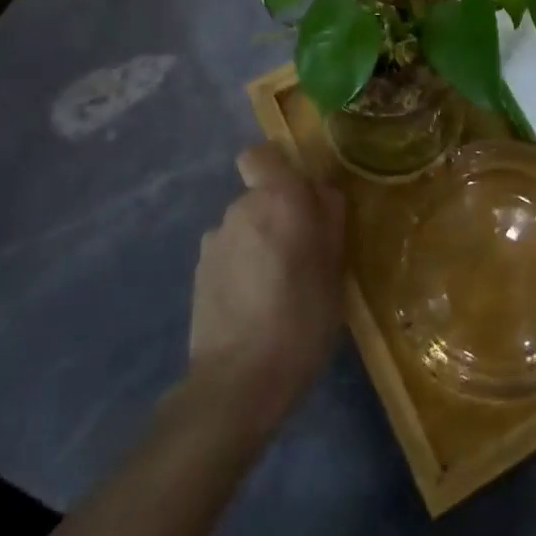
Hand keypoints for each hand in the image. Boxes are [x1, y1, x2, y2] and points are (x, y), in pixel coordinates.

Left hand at [187, 142, 346, 436]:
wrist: (238, 381)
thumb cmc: (302, 316)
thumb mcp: (335, 266)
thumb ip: (329, 217)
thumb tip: (321, 191)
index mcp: (277, 198)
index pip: (263, 155)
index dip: (278, 167)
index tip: (300, 195)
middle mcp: (239, 209)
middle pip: (259, 195)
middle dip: (278, 214)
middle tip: (303, 253)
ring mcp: (213, 242)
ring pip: (243, 227)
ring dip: (259, 243)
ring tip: (277, 287)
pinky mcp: (199, 274)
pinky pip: (228, 255)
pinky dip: (241, 268)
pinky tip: (254, 305)